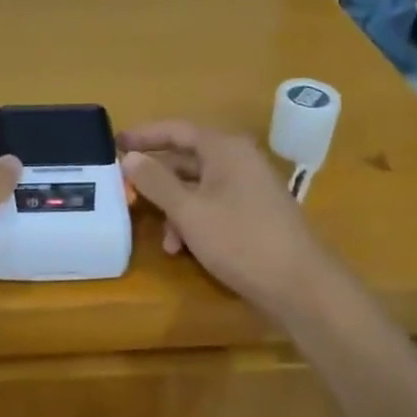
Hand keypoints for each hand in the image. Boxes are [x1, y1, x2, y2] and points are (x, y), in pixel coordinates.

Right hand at [120, 120, 334, 319]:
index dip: (144, 135)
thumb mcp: (189, 212)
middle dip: (156, 179)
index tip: (115, 143)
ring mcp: (249, 188)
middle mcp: (238, 161)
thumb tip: (130, 158)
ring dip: (174, 208)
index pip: (177, 130)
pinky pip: (213, 206)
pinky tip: (183, 248)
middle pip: (186, 159)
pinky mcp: (254, 214)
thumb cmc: (241, 240)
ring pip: (198, 187)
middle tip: (126, 190)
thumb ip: (156, 182)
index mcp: (225, 149)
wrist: (302, 286)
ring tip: (162, 237)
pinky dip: (194, 221)